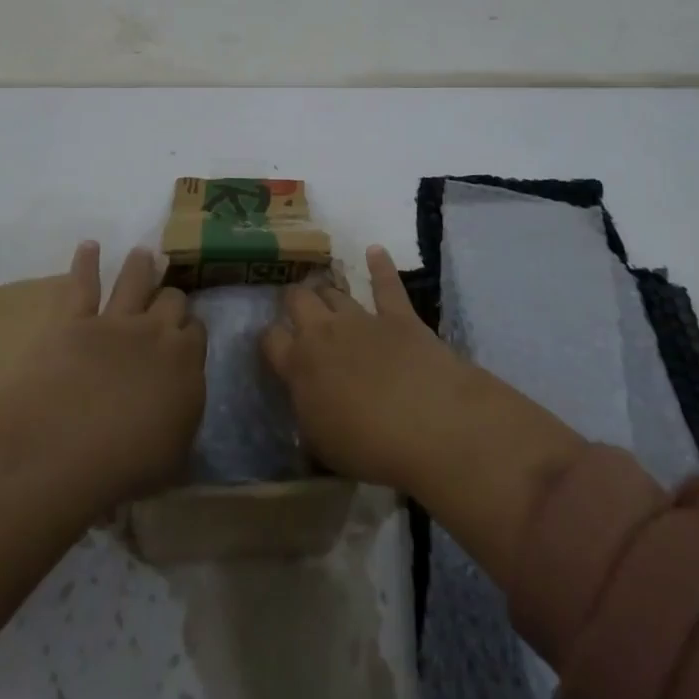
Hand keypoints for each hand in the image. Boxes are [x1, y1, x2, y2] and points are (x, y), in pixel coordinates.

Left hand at [6, 241, 206, 504]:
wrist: (65, 446)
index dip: (190, 333)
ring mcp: (115, 321)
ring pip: (135, 281)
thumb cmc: (125, 467)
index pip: (197, 335)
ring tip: (143, 253)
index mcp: (186, 366)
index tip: (186, 338)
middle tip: (168, 298)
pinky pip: (83, 283)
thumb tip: (182, 413)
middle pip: (172, 301)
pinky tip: (89, 246)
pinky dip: (86, 262)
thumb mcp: (173, 461)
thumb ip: (183, 425)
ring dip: (140, 266)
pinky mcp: (74, 319)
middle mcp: (156, 334)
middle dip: (171, 298)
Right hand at [260, 245, 474, 489]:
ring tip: (326, 291)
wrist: (428, 424)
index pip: (271, 339)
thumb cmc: (369, 447)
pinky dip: (380, 265)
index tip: (274, 344)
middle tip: (297, 309)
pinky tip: (375, 251)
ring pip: (334, 291)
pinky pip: (386, 284)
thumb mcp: (322, 445)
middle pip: (299, 300)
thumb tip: (305, 400)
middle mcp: (324, 333)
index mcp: (299, 366)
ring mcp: (361, 319)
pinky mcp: (398, 315)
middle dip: (295, 301)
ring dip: (328, 290)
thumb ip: (308, 414)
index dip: (270, 339)